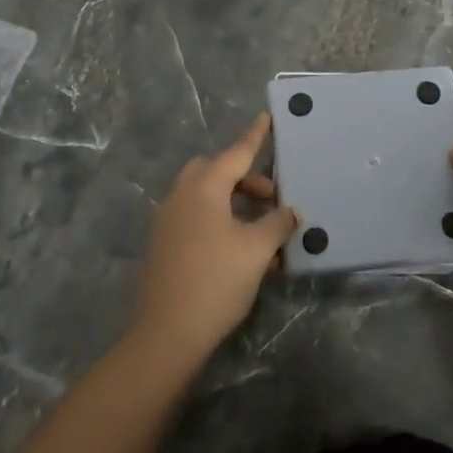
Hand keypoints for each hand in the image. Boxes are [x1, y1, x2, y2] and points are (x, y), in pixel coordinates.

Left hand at [128, 114, 297, 365]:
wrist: (166, 334)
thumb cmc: (216, 281)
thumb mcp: (256, 251)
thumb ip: (277, 224)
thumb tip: (290, 211)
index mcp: (203, 189)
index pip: (235, 154)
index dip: (254, 137)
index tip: (265, 117)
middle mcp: (180, 197)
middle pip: (213, 171)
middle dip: (242, 177)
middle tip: (269, 197)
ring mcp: (167, 222)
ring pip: (202, 196)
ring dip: (231, 201)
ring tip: (260, 228)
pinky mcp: (162, 246)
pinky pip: (194, 218)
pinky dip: (217, 220)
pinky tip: (238, 249)